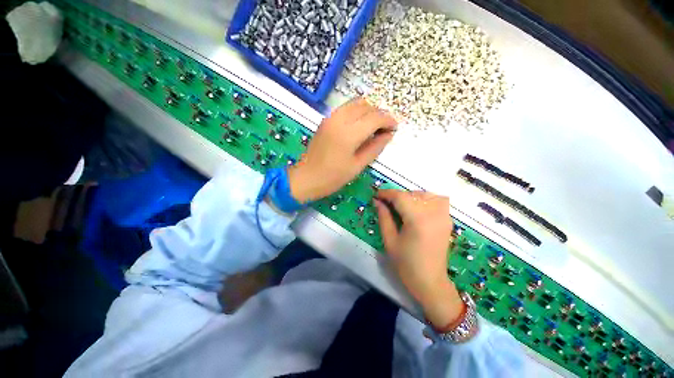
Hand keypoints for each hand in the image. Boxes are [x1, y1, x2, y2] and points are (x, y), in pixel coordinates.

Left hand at [288, 98, 396, 201]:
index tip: (395, 128)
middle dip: (379, 115)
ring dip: (368, 111)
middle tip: (385, 130)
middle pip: (366, 106)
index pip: (375, 117)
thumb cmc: (332, 177)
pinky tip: (360, 126)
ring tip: (373, 127)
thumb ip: (375, 148)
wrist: (306, 177)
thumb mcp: (357, 166)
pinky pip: (346, 108)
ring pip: (356, 103)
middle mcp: (339, 120)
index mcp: (349, 134)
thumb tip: (388, 135)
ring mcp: (330, 118)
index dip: (388, 120)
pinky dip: (357, 112)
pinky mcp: (326, 120)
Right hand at [374, 190, 463, 328]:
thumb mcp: (390, 240)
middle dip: (397, 196)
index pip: (400, 197)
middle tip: (385, 203)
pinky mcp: (447, 220)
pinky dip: (426, 200)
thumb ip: (384, 217)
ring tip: (402, 206)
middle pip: (412, 194)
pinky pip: (437, 201)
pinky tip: (417, 209)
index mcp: (418, 220)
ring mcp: (444, 216)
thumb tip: (377, 201)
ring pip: (426, 195)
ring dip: (411, 197)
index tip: (376, 194)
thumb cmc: (406, 264)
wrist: (430, 282)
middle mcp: (434, 214)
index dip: (386, 193)